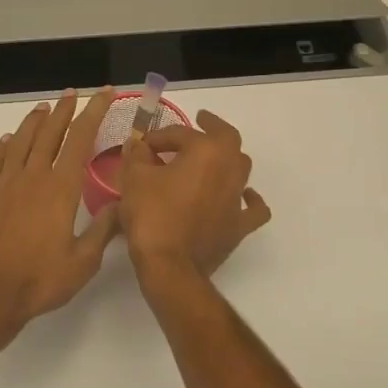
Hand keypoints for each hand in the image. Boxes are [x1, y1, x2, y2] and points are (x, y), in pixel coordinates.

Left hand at [0, 88, 119, 336]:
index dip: (93, 112)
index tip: (104, 93)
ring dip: (33, 122)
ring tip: (43, 109)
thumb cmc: (39, 280)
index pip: (80, 139)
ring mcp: (3, 185)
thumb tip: (122, 204)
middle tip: (72, 94)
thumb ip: (103, 230)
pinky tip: (7, 141)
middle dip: (64, 111)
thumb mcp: (83, 262)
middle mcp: (32, 177)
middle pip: (49, 133)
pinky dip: (3, 147)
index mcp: (60, 189)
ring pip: (20, 142)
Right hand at [117, 110, 270, 282]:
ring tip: (211, 157)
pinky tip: (244, 195)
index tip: (142, 145)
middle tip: (200, 121)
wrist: (171, 266)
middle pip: (226, 139)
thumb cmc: (152, 216)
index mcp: (206, 151)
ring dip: (227, 158)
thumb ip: (137, 155)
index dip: (159, 137)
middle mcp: (229, 168)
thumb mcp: (134, 178)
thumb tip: (139, 145)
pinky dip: (250, 198)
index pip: (180, 134)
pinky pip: (253, 207)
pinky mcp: (239, 225)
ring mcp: (238, 198)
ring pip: (241, 166)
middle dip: (211, 127)